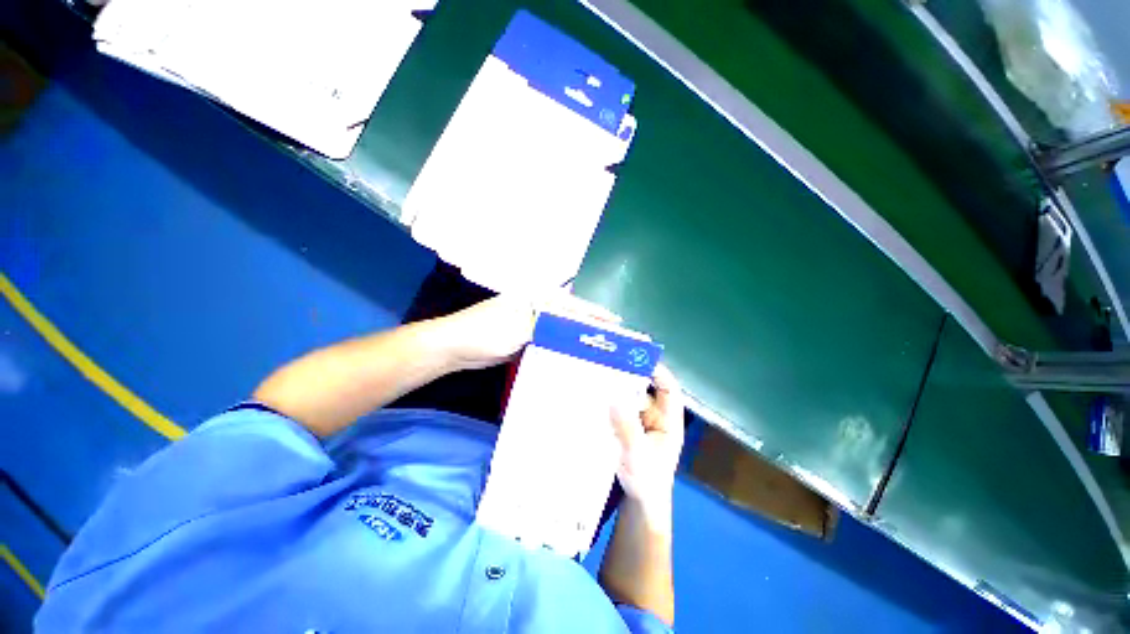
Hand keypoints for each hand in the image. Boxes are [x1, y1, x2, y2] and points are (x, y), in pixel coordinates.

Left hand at [436, 292, 620, 370]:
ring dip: (579, 339)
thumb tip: (581, 327)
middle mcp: (538, 307)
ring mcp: (532, 324)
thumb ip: (551, 325)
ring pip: (562, 330)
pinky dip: (564, 348)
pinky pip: (552, 342)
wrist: (457, 346)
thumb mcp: (521, 325)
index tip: (617, 324)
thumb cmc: (488, 330)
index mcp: (539, 298)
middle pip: (571, 317)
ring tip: (600, 351)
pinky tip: (575, 358)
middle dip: (592, 327)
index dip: (596, 315)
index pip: (575, 305)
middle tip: (612, 341)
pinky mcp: (527, 339)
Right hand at [610, 365, 684, 509]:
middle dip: (630, 376)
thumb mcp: (637, 455)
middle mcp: (656, 416)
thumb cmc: (646, 483)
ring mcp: (640, 421)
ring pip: (630, 397)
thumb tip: (614, 396)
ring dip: (617, 388)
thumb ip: (627, 428)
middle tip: (610, 362)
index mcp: (669, 421)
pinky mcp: (627, 427)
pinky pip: (619, 408)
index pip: (668, 389)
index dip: (657, 371)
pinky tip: (595, 395)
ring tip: (599, 375)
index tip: (637, 357)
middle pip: (646, 389)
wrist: (638, 505)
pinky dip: (610, 401)